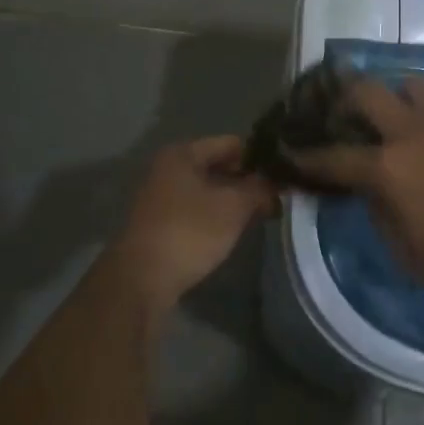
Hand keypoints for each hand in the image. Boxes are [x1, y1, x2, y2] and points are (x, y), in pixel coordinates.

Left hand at [110, 137, 275, 313]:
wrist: (140, 281)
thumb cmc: (189, 232)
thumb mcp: (234, 207)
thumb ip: (259, 188)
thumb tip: (276, 182)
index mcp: (183, 153)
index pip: (231, 143)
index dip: (259, 156)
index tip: (283, 172)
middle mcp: (168, 168)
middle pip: (218, 165)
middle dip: (247, 179)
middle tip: (276, 195)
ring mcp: (160, 197)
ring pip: (207, 189)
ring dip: (232, 199)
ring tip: (260, 212)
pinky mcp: (159, 224)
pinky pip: (196, 209)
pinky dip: (216, 215)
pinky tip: (233, 229)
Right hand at [290, 78, 423, 296]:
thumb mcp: (412, 258)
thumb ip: (382, 219)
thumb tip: (374, 195)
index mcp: (388, 169)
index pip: (333, 157)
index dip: (306, 155)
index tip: (289, 148)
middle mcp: (411, 130)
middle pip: (364, 91)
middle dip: (344, 98)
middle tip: (345, 114)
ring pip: (409, 84)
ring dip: (397, 99)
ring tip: (403, 121)